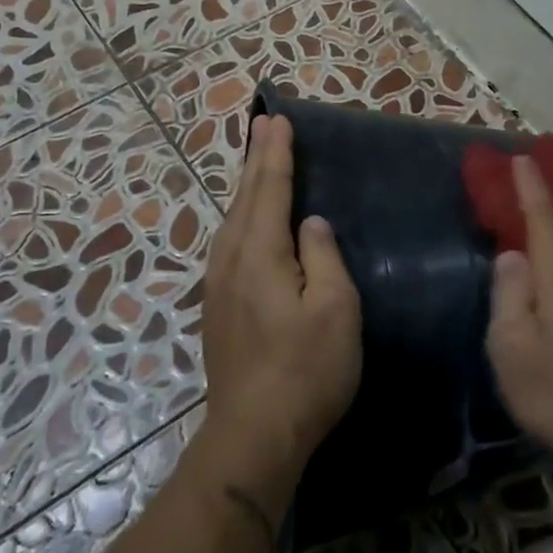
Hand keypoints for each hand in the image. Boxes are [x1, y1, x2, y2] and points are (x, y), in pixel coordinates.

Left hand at [199, 113, 362, 499]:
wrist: (254, 432)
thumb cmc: (306, 370)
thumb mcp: (334, 309)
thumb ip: (323, 257)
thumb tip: (311, 223)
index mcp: (260, 253)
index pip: (270, 189)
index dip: (276, 154)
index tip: (278, 120)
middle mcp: (231, 260)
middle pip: (244, 198)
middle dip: (256, 160)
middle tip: (263, 126)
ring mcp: (219, 286)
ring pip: (232, 221)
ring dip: (246, 188)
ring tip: (256, 164)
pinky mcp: (218, 308)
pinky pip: (229, 243)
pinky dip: (241, 218)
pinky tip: (246, 225)